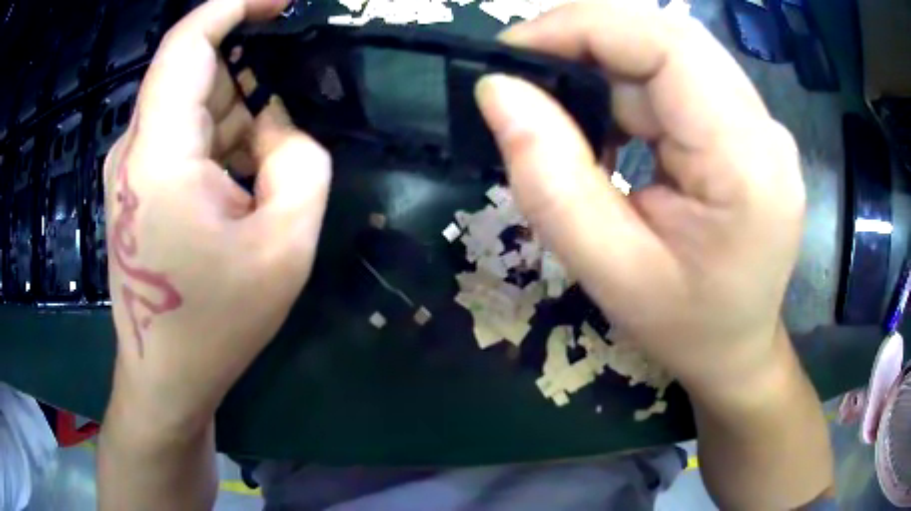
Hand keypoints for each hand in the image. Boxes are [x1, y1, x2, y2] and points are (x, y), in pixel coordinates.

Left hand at [104, 0, 330, 429]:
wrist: (165, 377)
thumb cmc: (216, 324)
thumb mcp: (284, 246)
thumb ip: (300, 163)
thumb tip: (281, 126)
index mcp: (160, 152)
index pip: (188, 40)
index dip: (236, 5)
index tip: (283, 3)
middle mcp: (136, 147)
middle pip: (198, 74)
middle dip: (251, 85)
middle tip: (287, 138)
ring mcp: (132, 167)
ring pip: (194, 106)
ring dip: (238, 124)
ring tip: (263, 184)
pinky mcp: (135, 186)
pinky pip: (183, 136)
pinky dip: (220, 145)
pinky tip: (240, 192)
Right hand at [477, 2, 804, 397]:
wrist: (738, 349)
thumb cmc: (684, 328)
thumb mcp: (610, 273)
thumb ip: (550, 181)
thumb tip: (498, 92)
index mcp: (747, 163)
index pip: (667, 45)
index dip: (584, 27)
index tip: (513, 51)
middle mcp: (765, 129)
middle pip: (670, 38)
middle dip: (589, 39)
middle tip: (529, 73)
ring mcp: (761, 125)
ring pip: (672, 54)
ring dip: (609, 68)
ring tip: (569, 114)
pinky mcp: (749, 129)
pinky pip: (681, 80)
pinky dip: (632, 88)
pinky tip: (612, 129)